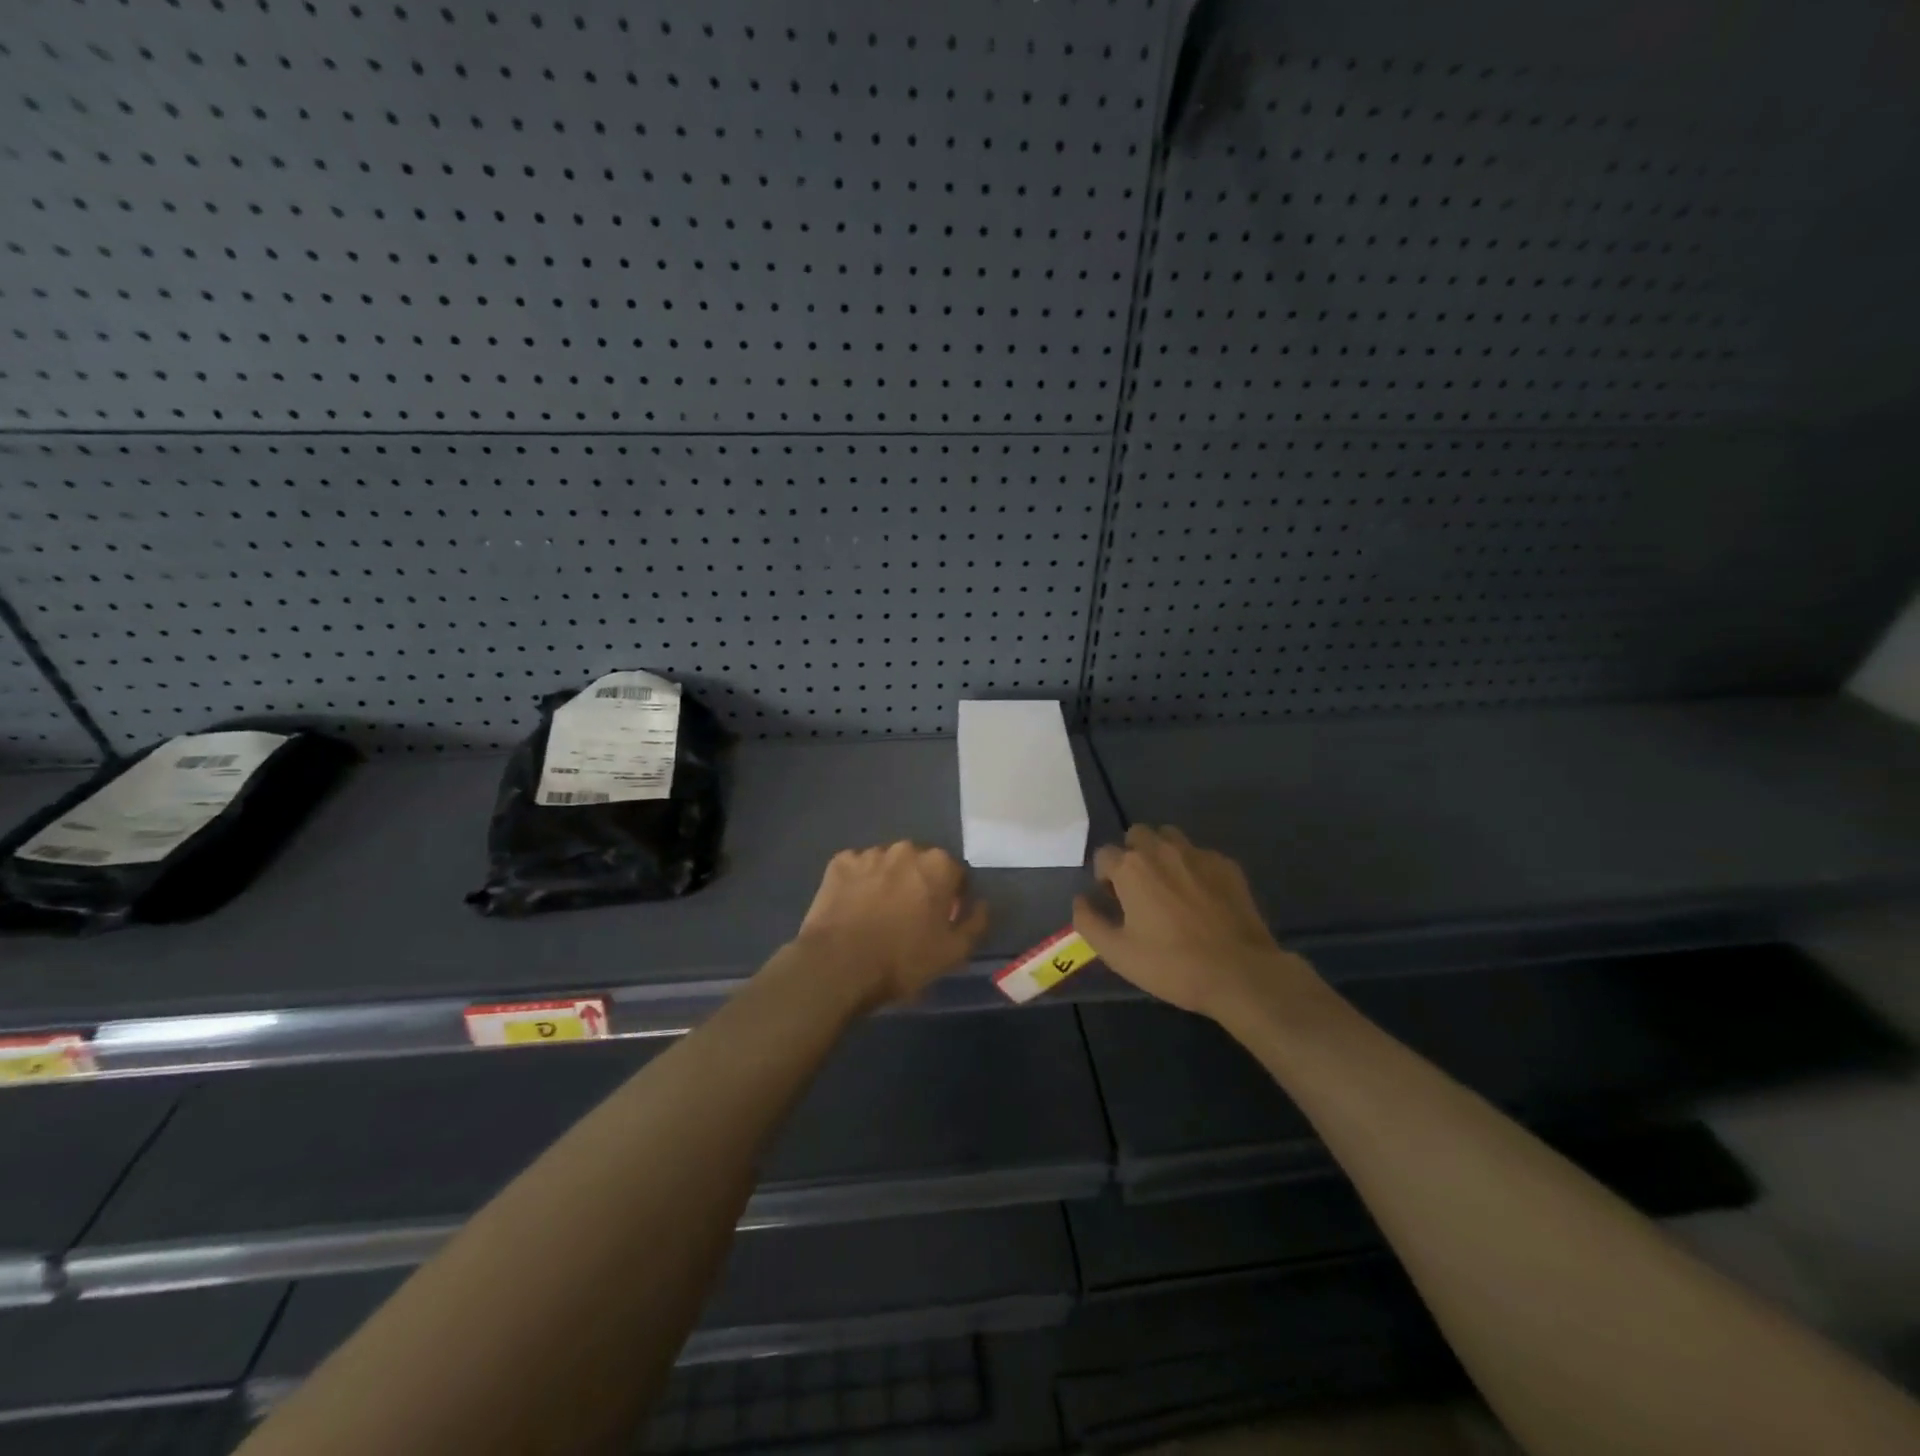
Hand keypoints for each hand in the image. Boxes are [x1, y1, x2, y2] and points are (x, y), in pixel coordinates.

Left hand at [794, 842, 989, 1006]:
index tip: (942, 920)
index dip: (952, 898)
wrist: (838, 965)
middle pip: (920, 865)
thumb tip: (981, 904)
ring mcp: (869, 853)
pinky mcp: (839, 863)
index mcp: (938, 865)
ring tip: (878, 914)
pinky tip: (853, 908)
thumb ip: (975, 923)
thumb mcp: (953, 952)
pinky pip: (856, 869)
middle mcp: (906, 849)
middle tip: (910, 917)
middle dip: (919, 884)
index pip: (955, 875)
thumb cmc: (903, 959)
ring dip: (888, 881)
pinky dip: (858, 883)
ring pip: (887, 864)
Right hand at [1073, 825, 1317, 1020]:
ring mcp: (1198, 854)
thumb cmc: (1171, 965)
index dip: (1103, 876)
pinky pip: (1200, 854)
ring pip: (1170, 837)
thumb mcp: (1116, 953)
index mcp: (1131, 868)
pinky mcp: (1227, 865)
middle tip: (1139, 889)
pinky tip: (1202, 898)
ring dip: (1162, 853)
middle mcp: (1162, 850)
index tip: (1113, 901)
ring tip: (1169, 886)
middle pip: (1137, 834)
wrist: (1240, 973)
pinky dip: (1193, 867)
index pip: (1103, 854)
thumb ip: (1088, 921)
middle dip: (1132, 854)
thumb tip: (1080, 899)